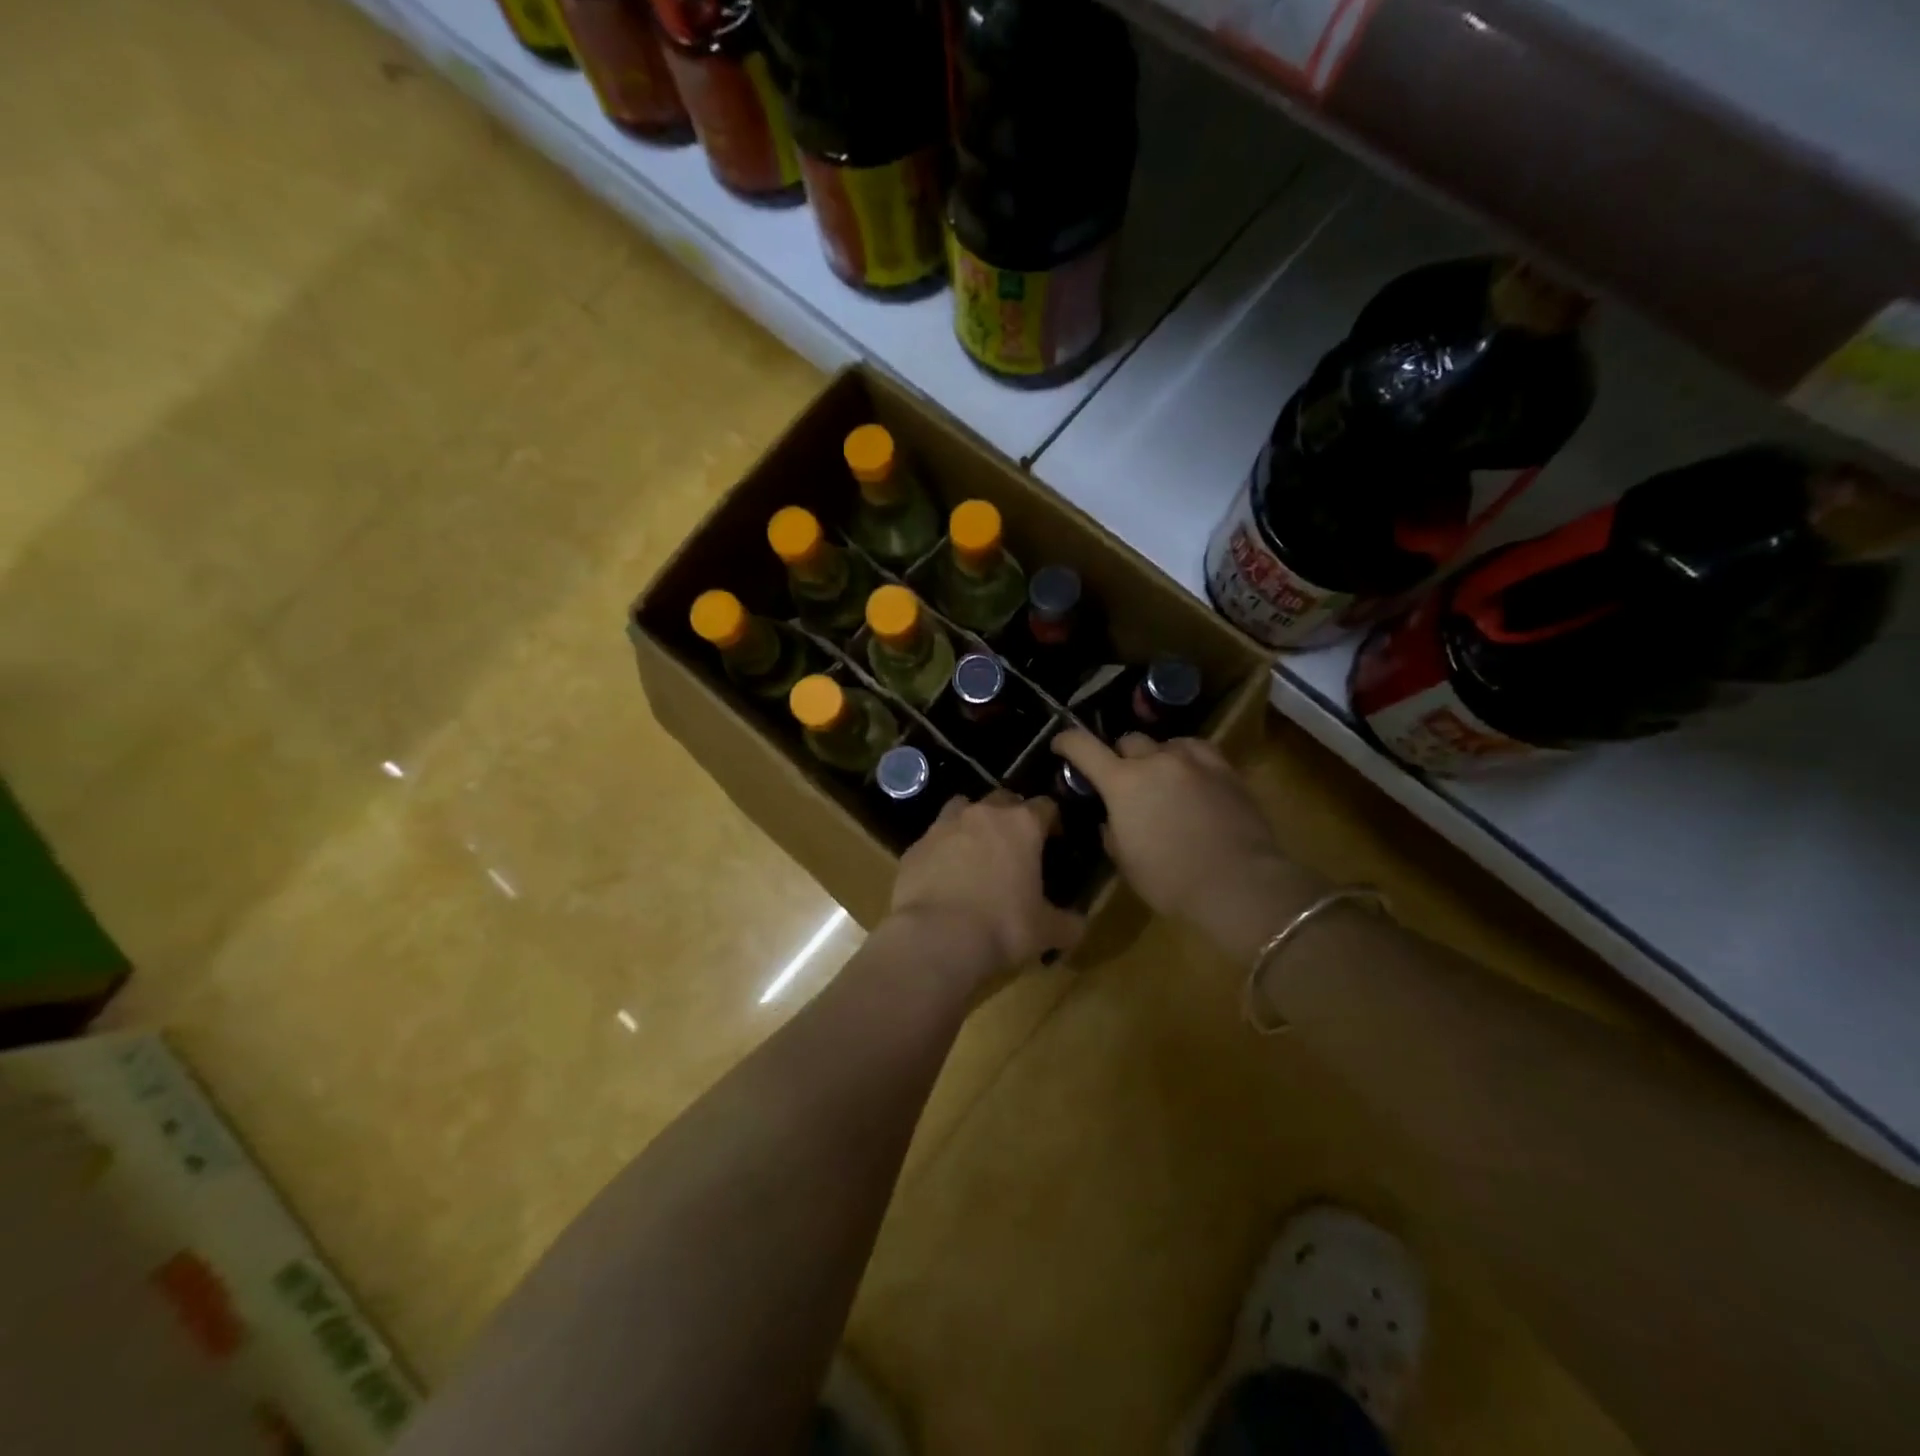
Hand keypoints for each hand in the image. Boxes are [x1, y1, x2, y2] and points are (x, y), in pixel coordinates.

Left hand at [888, 792, 1085, 983]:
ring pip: (963, 808)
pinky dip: (943, 850)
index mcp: (1022, 825)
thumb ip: (1067, 923)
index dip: (1053, 821)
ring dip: (973, 823)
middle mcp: (982, 814)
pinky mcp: (915, 847)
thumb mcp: (1046, 931)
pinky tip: (945, 876)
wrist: (935, 938)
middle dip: (1012, 816)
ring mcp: (944, 826)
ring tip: (977, 852)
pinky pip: (934, 839)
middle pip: (1003, 800)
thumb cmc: (1002, 927)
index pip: (1046, 806)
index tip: (1055, 840)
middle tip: (1017, 846)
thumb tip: (1077, 925)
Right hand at [1052, 729, 1309, 957]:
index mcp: (1122, 783)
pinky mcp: (1225, 769)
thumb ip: (1112, 830)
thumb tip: (1112, 819)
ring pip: (1165, 743)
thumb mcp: (1126, 861)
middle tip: (1123, 780)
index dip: (1067, 742)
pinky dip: (1186, 759)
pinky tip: (1191, 776)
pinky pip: (1197, 751)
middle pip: (1128, 741)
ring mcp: (1193, 761)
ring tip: (1162, 780)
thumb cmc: (1171, 881)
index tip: (1061, 744)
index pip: (1084, 747)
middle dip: (1120, 757)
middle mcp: (1155, 761)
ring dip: (1157, 757)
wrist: (1239, 884)